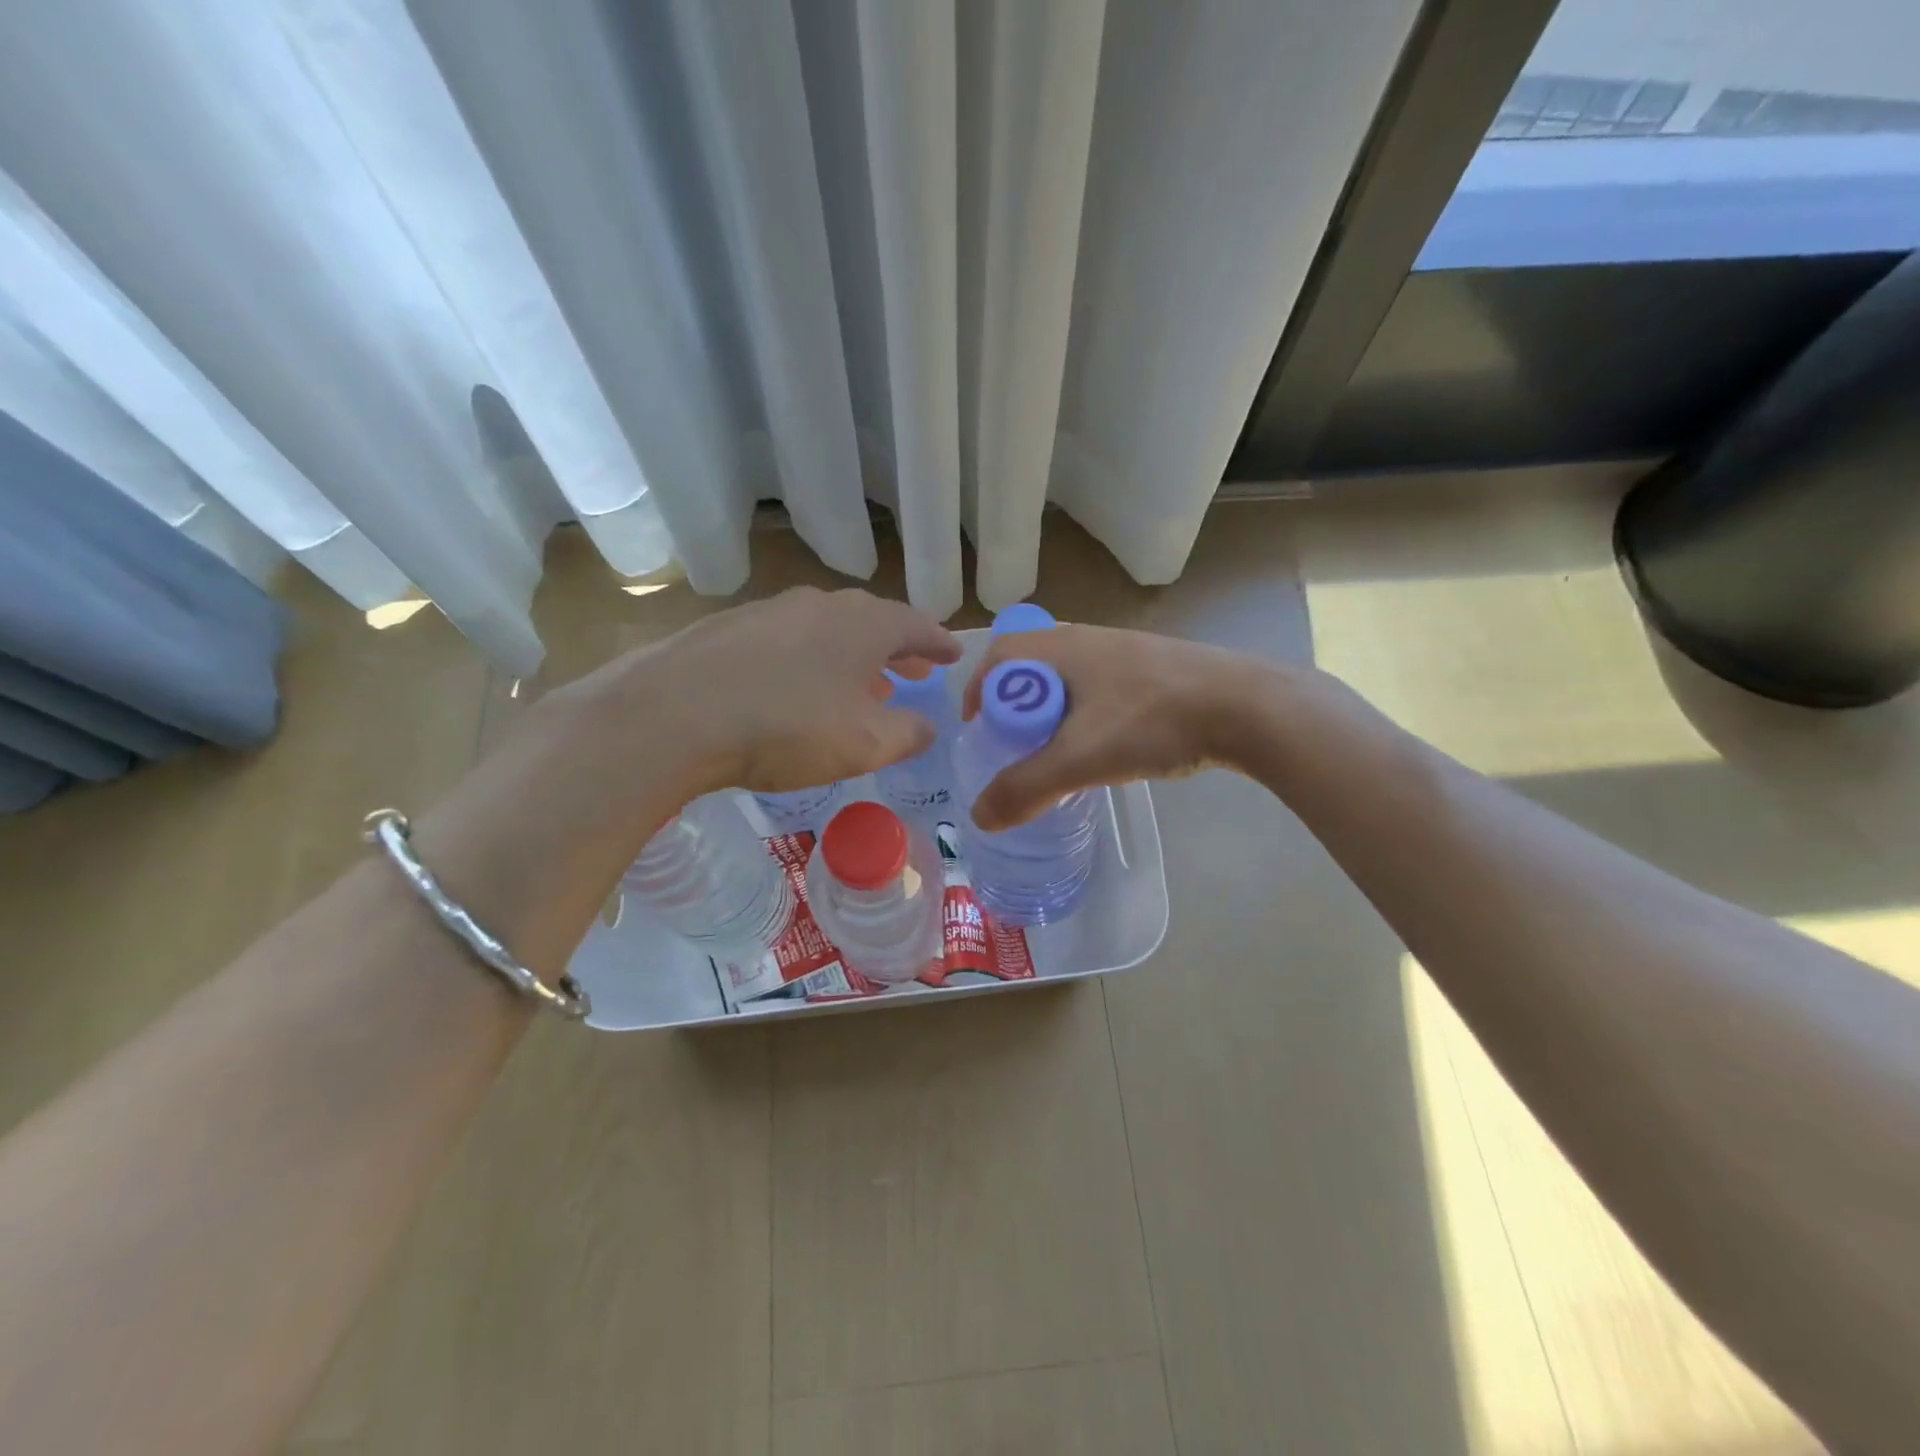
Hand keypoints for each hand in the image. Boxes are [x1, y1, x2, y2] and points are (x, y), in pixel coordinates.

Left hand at [565, 585, 962, 798]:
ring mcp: (772, 612)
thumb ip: (907, 734)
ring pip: (828, 630)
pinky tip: (799, 688)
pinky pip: (789, 641)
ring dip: (852, 656)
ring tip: (862, 684)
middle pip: (873, 622)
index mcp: (863, 625)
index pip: (917, 625)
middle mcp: (821, 606)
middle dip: (897, 648)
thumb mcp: (865, 743)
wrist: (674, 714)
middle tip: (915, 669)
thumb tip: (927, 727)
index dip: (939, 643)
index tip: (955, 655)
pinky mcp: (730, 629)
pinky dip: (810, 661)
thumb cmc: (788, 727)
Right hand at [960, 624, 1263, 829]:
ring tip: (1056, 753)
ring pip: (1068, 680)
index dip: (978, 690)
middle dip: (1014, 707)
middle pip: (1031, 667)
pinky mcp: (1153, 669)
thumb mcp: (1081, 759)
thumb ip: (1026, 788)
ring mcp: (1124, 652)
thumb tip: (979, 817)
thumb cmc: (1153, 721)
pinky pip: (1100, 688)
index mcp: (1062, 647)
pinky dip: (1085, 715)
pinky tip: (1105, 746)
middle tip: (1013, 747)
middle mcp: (1088, 639)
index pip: (1000, 655)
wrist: (1247, 708)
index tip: (976, 729)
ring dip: (1052, 713)